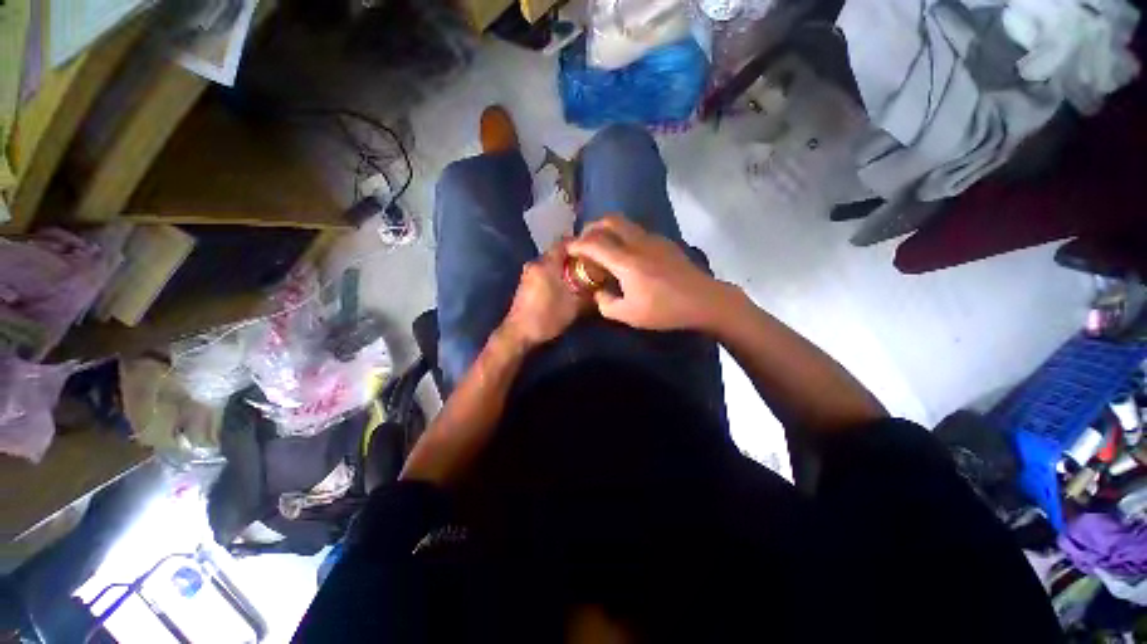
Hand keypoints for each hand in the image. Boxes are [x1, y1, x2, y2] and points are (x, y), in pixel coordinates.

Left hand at [501, 240, 585, 348]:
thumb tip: (602, 286)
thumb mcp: (574, 307)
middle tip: (591, 265)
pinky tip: (566, 286)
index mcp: (546, 264)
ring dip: (565, 267)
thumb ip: (589, 293)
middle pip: (558, 252)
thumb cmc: (547, 318)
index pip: (565, 242)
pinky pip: (544, 271)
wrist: (519, 334)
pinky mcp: (526, 283)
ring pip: (551, 263)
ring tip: (581, 276)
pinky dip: (556, 274)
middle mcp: (535, 263)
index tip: (595, 250)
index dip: (581, 244)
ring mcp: (528, 273)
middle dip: (575, 258)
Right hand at [567, 216, 728, 331]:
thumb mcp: (630, 315)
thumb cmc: (665, 310)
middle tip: (584, 243)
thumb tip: (598, 293)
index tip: (567, 249)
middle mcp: (638, 243)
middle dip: (591, 227)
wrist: (704, 301)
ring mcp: (653, 239)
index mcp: (627, 262)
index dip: (577, 244)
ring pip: (624, 222)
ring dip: (607, 229)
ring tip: (602, 246)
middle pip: (609, 220)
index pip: (594, 243)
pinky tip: (625, 254)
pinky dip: (623, 235)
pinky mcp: (664, 242)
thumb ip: (606, 304)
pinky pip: (636, 230)